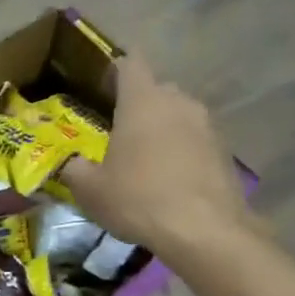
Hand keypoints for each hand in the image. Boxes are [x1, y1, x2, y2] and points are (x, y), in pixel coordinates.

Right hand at [63, 57, 250, 251]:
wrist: (206, 232)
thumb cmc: (139, 199)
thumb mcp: (90, 190)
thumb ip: (75, 169)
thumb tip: (70, 164)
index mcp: (142, 101)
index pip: (131, 63)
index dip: (116, 69)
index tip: (104, 85)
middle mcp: (178, 102)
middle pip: (157, 89)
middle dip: (139, 104)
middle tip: (120, 131)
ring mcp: (207, 125)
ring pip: (179, 115)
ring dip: (163, 129)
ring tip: (146, 159)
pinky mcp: (225, 151)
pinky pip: (196, 140)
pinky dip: (182, 151)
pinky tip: (170, 179)